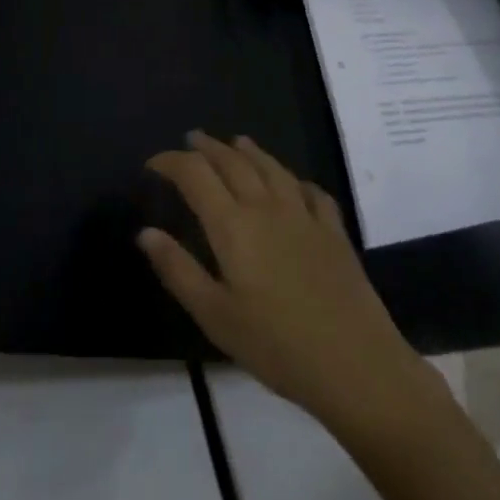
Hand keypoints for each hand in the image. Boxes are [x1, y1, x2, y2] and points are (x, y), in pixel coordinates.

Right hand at [140, 132, 435, 430]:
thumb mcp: (216, 316)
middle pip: (233, 162)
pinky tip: (294, 184)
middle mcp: (266, 206)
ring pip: (272, 168)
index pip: (195, 175)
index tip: (153, 163)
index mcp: (233, 225)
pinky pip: (311, 191)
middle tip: (192, 138)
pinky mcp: (333, 230)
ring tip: (237, 141)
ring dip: (250, 151)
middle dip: (208, 147)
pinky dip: (295, 180)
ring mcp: (304, 214)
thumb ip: (179, 270)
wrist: (353, 361)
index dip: (171, 162)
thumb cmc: (275, 344)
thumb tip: (146, 232)